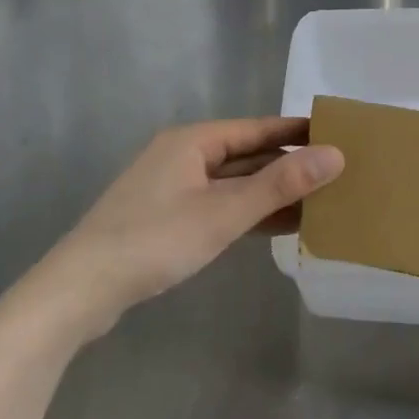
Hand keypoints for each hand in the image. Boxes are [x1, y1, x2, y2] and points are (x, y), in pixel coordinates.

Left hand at [21, 118, 343, 339]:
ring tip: (320, 200)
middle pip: (246, 154)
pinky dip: (250, 213)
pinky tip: (280, 225)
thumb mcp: (224, 211)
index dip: (297, 131)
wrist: (81, 289)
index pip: (257, 128)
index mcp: (193, 141)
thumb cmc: (155, 240)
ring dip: (272, 192)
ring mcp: (173, 188)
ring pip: (234, 183)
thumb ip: (280, 184)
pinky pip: (221, 205)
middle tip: (337, 171)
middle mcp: (183, 156)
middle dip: (289, 164)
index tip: (338, 134)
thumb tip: (336, 155)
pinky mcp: (168, 218)